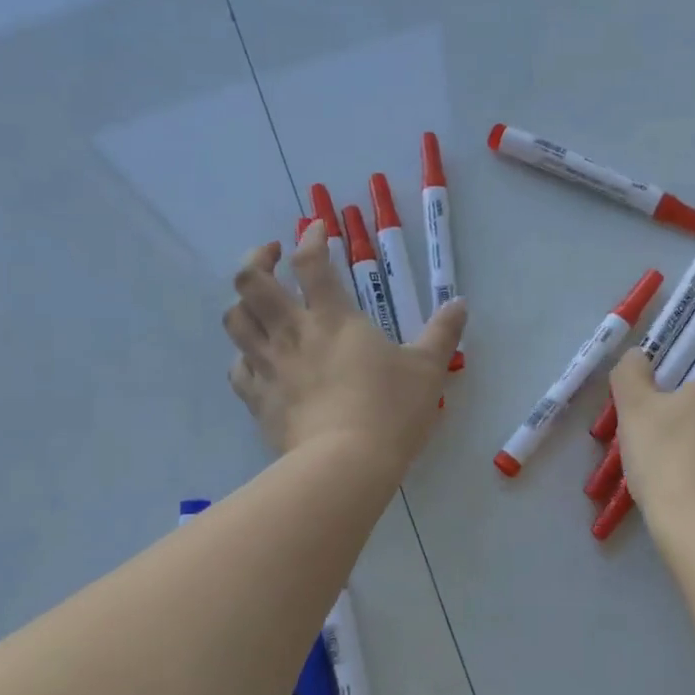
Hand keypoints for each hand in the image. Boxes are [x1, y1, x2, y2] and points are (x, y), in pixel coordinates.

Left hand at [225, 222, 467, 469]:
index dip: (311, 237)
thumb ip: (443, 333)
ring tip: (258, 304)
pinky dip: (243, 357)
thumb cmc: (391, 410)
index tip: (317, 230)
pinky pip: (237, 369)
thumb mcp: (428, 370)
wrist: (346, 464)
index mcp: (333, 318)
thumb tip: (460, 303)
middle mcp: (292, 333)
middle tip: (272, 257)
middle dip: (257, 258)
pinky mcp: (258, 400)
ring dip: (242, 304)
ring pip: (234, 320)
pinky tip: (256, 360)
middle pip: (251, 280)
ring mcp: (269, 366)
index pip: (311, 262)